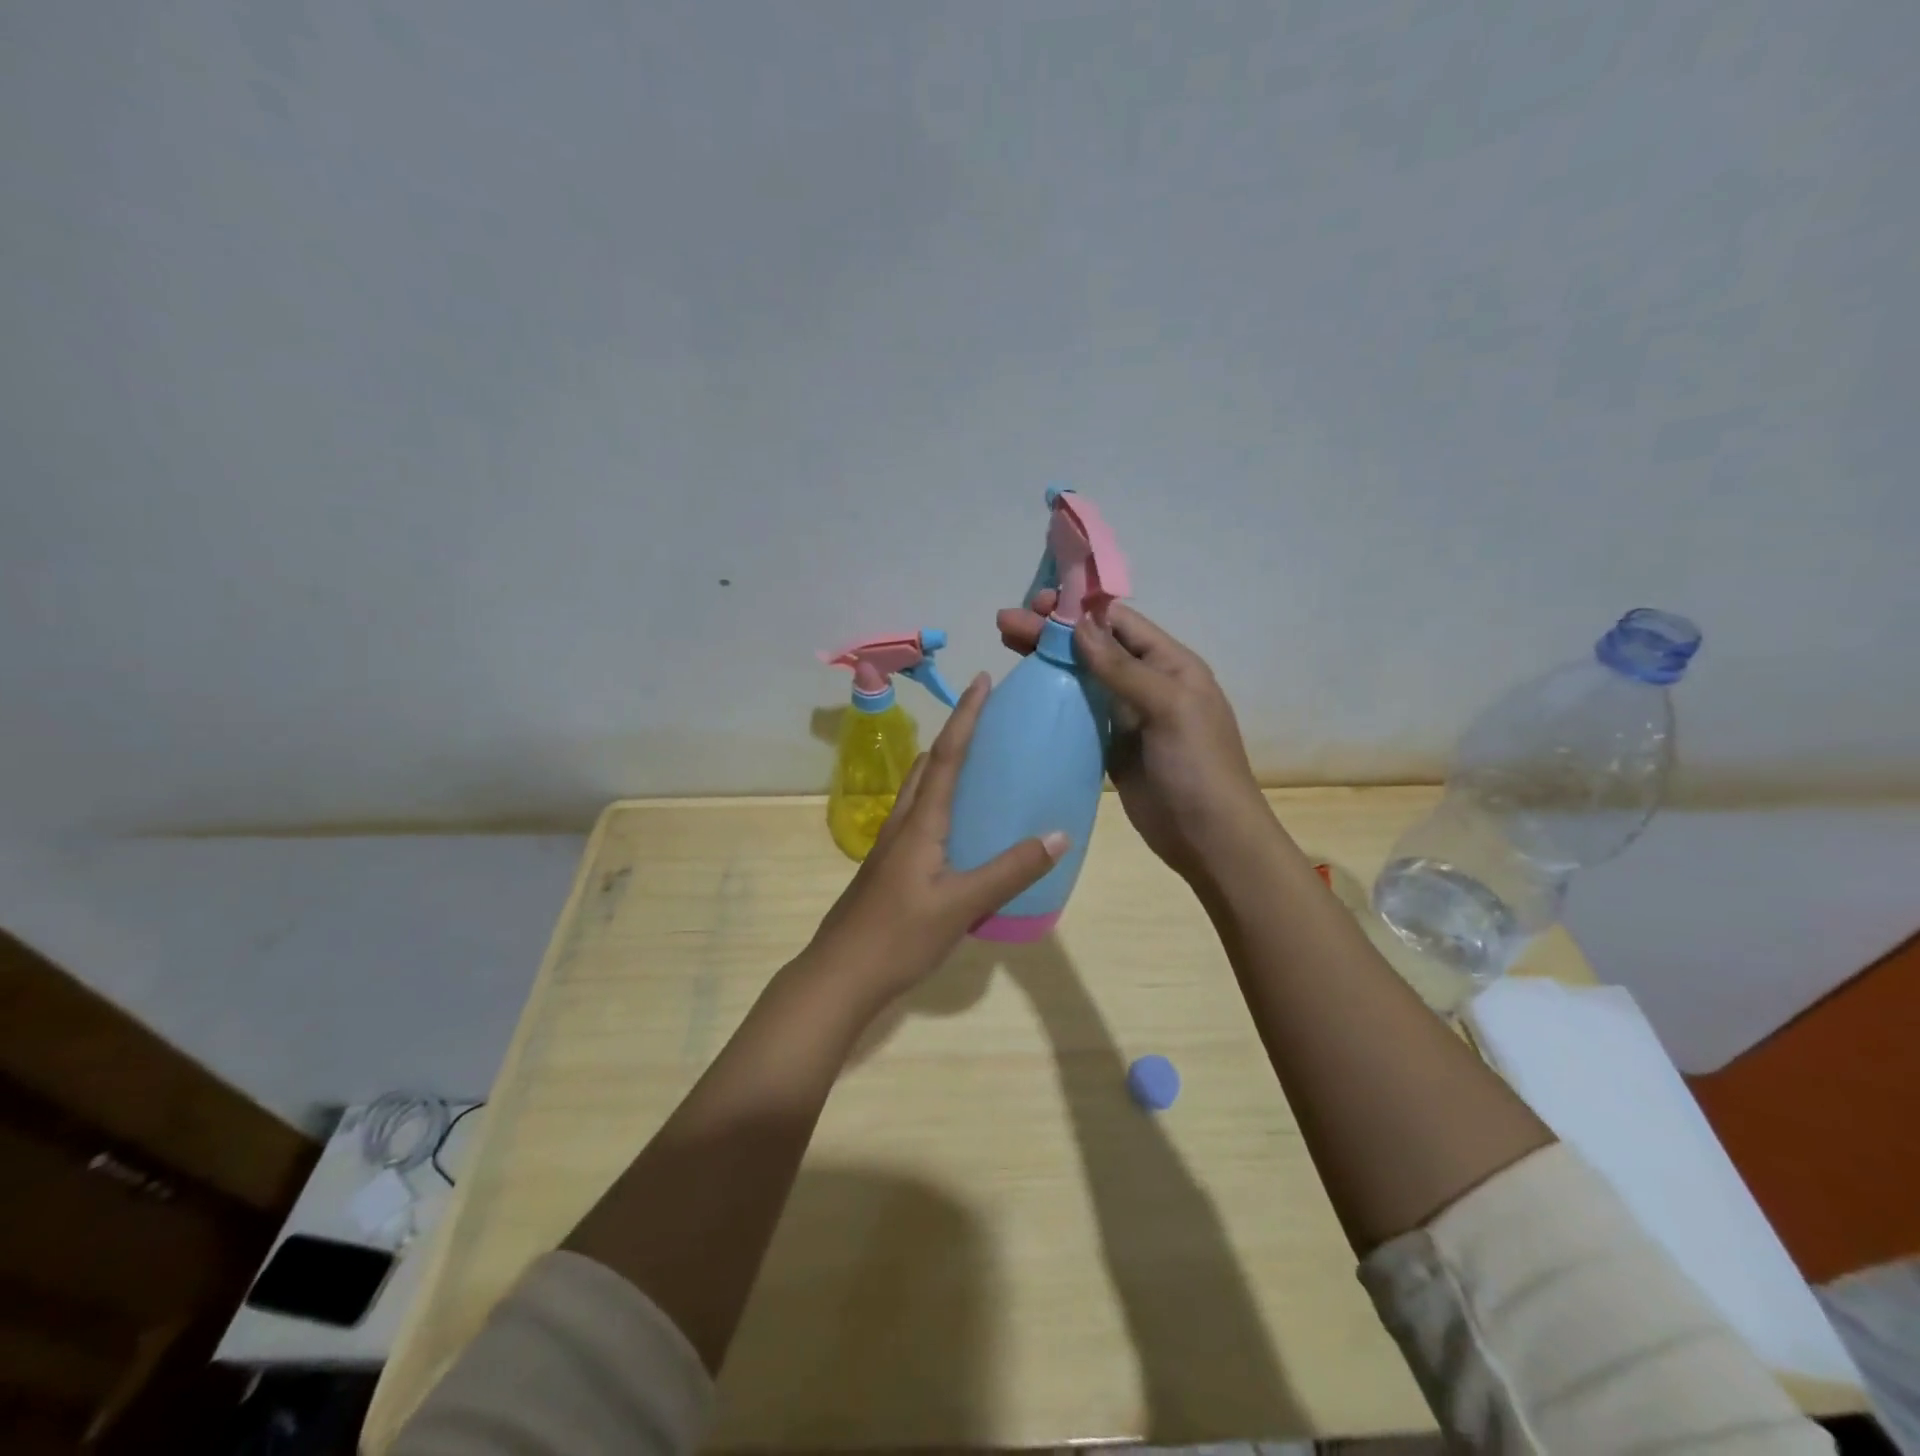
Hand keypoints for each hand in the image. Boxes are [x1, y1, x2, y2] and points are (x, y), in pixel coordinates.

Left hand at [808, 672, 1068, 1006]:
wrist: (840, 974)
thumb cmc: (899, 936)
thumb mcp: (962, 904)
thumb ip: (1011, 870)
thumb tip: (1060, 835)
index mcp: (920, 822)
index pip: (948, 755)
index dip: (966, 716)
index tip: (982, 680)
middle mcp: (903, 822)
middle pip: (929, 764)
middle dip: (956, 733)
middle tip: (988, 719)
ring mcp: (892, 845)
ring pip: (920, 789)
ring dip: (945, 764)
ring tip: (979, 763)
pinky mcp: (890, 865)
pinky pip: (919, 815)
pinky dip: (941, 798)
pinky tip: (960, 824)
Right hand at [997, 592, 1267, 884]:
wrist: (1209, 838)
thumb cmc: (1197, 766)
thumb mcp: (1167, 707)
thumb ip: (1122, 667)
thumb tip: (1078, 625)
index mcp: (1169, 664)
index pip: (1118, 623)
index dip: (1077, 609)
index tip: (1036, 602)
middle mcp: (1146, 682)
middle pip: (1093, 647)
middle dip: (1051, 632)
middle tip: (1006, 624)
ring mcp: (1126, 716)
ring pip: (1081, 677)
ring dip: (1047, 661)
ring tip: (1006, 645)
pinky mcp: (1110, 746)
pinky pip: (1078, 713)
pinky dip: (1052, 699)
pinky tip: (1024, 692)